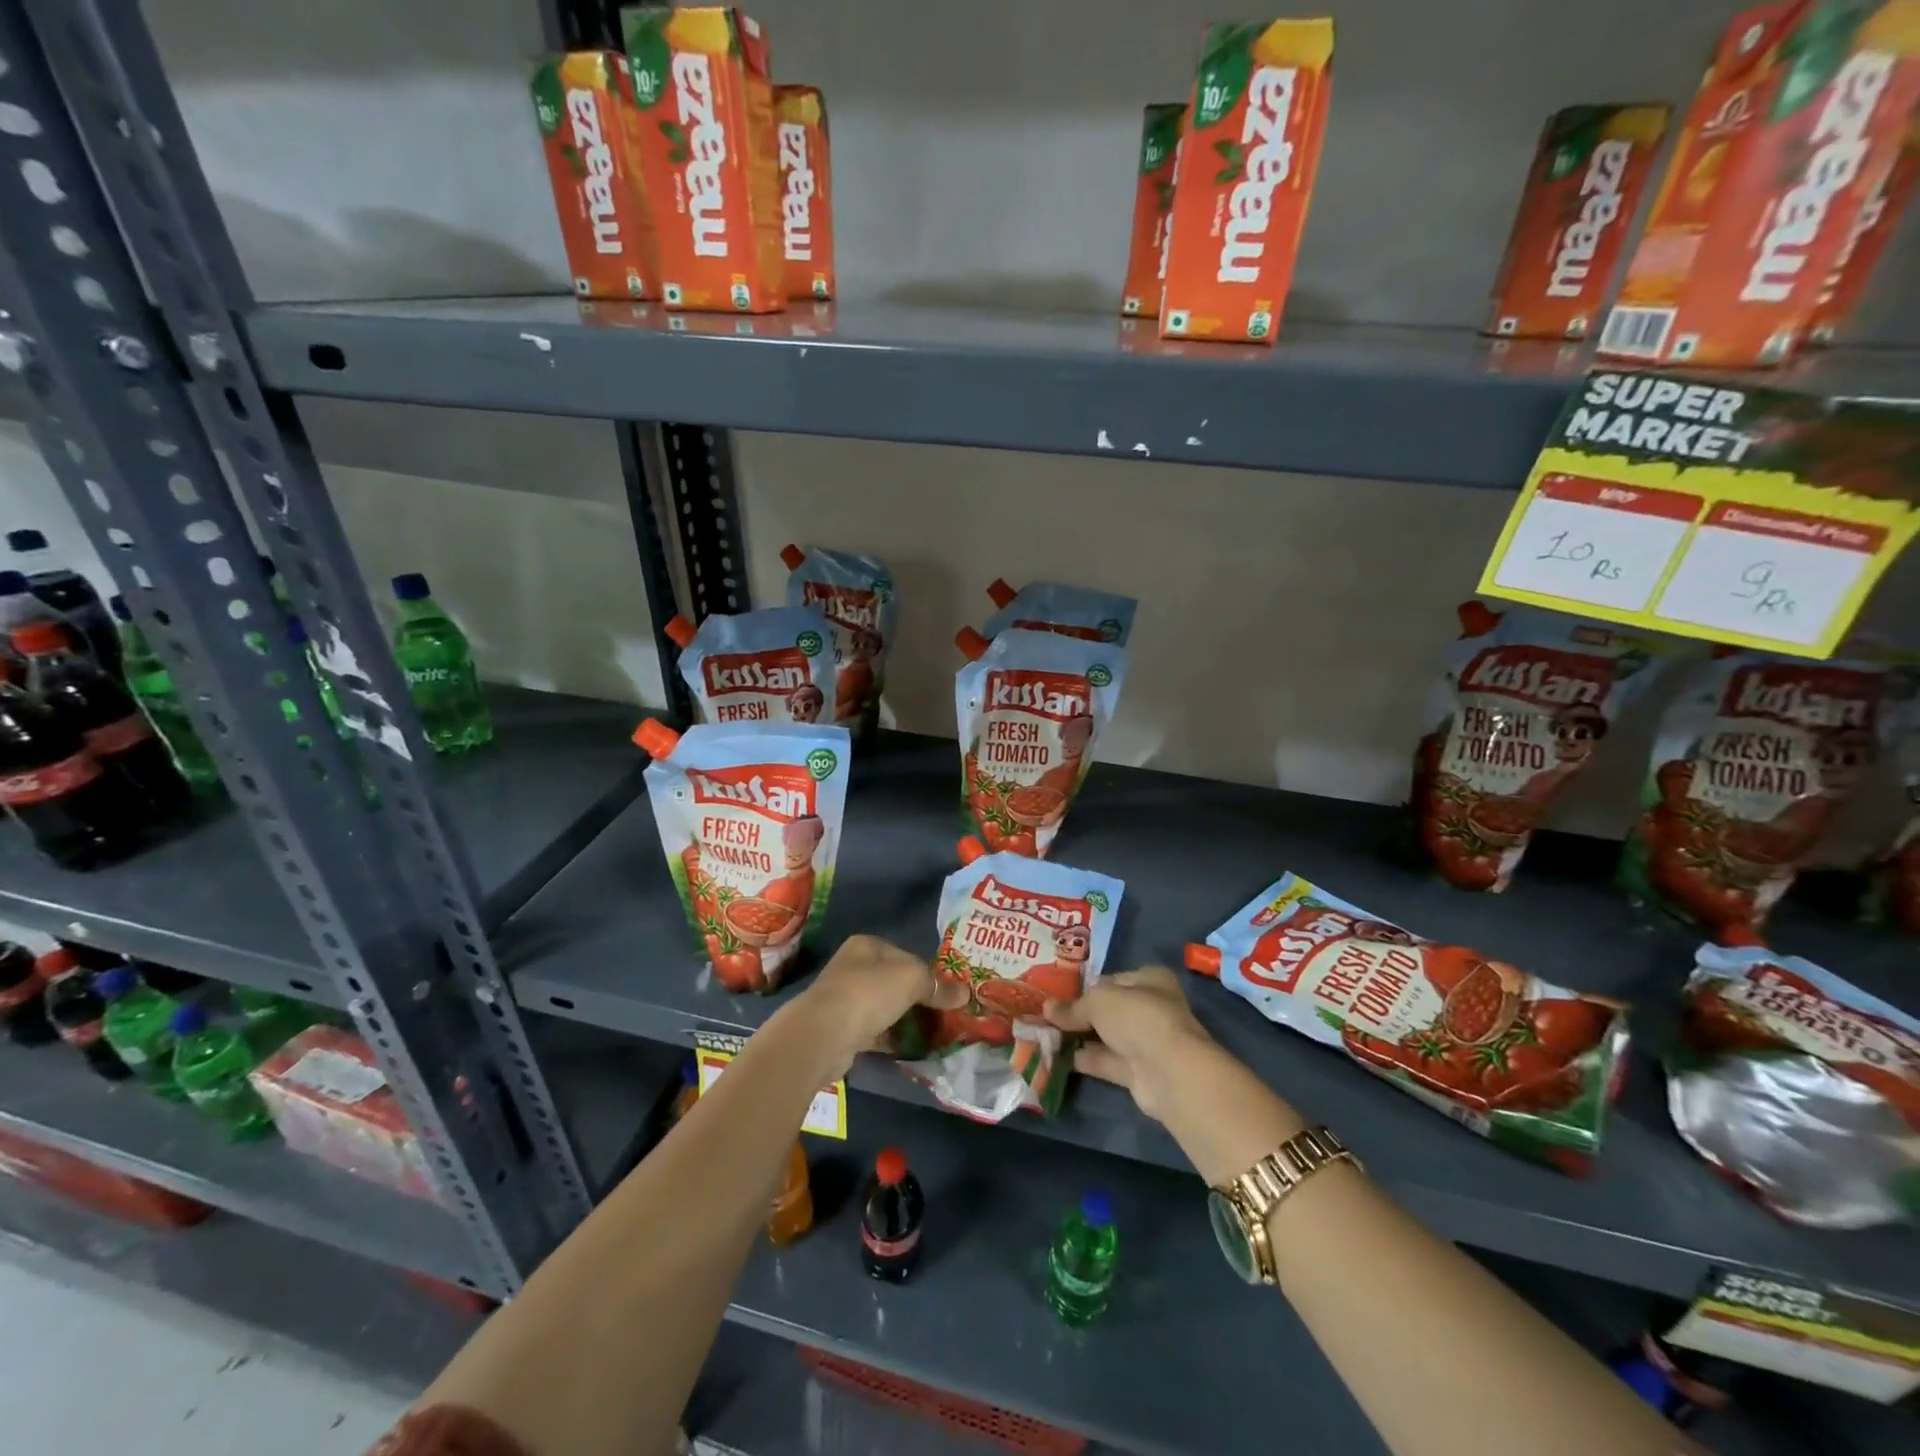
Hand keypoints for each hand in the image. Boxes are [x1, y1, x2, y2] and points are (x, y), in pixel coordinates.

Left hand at [792, 935, 962, 1075]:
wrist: (824, 1035)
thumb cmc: (868, 993)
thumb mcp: (912, 978)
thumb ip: (938, 985)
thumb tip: (965, 993)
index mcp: (866, 946)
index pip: (906, 955)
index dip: (928, 972)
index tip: (948, 992)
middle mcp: (853, 968)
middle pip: (895, 981)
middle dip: (919, 998)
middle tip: (945, 1014)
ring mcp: (846, 1000)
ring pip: (886, 1007)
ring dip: (907, 1019)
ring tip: (934, 1033)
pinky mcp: (843, 1030)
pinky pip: (877, 1031)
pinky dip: (894, 1038)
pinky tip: (913, 1048)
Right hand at [1042, 967, 1215, 1123]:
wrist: (1169, 1072)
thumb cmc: (1137, 1018)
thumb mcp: (1098, 1002)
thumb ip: (1073, 1006)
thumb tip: (1047, 1008)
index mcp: (1150, 980)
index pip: (1112, 980)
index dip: (1086, 987)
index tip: (1059, 995)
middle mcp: (1151, 1008)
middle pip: (1110, 1009)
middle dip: (1081, 1014)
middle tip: (1048, 1016)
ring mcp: (1147, 1042)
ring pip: (1108, 1037)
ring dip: (1081, 1037)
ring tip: (1046, 1035)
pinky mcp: (1140, 1072)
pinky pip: (1107, 1062)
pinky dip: (1086, 1060)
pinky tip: (1059, 1057)